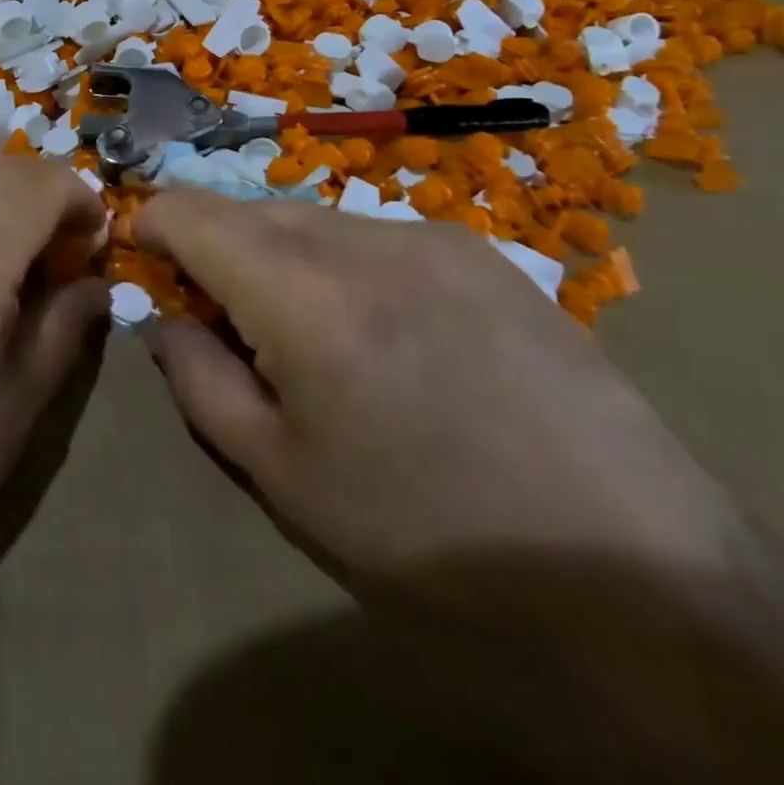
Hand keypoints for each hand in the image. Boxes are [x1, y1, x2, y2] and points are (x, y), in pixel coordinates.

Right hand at [139, 193, 739, 588]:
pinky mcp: (481, 251)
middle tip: (229, 322)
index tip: (145, 262)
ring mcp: (428, 236)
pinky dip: (345, 266)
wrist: (638, 573)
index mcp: (299, 293)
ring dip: (282, 258)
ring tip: (316, 339)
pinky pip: (375, 236)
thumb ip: (198, 378)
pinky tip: (390, 336)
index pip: (189, 212)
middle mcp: (359, 239)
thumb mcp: (278, 472)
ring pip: (311, 220)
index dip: (151, 226)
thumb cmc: (425, 534)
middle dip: (216, 249)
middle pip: (248, 210)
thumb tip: (166, 320)